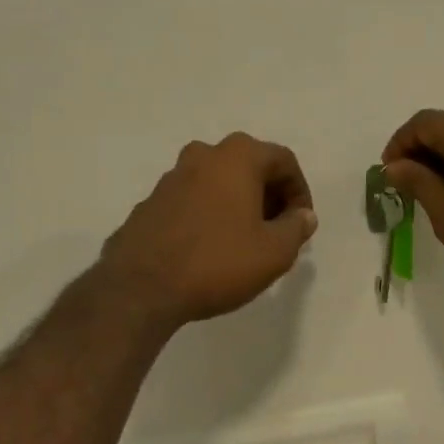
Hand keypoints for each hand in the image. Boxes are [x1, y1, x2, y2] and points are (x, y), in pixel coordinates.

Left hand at [101, 133, 317, 325]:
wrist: (140, 288)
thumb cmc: (217, 262)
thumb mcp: (273, 252)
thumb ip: (296, 228)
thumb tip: (303, 215)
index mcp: (237, 157)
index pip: (283, 161)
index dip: (299, 191)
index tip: (301, 224)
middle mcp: (203, 155)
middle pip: (249, 166)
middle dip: (269, 195)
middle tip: (277, 230)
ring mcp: (171, 177)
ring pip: (218, 181)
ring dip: (238, 203)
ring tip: (245, 240)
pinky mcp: (150, 202)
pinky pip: (192, 200)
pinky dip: (209, 214)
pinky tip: (210, 248)